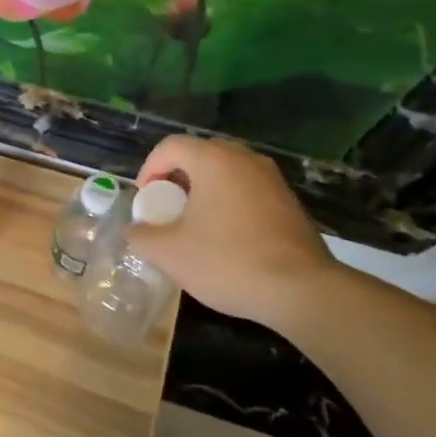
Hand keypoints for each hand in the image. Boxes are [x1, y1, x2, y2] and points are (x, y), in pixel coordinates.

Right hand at [124, 136, 340, 324]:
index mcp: (213, 160)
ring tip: (194, 225)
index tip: (146, 201)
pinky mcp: (289, 202)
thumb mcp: (169, 253)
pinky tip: (226, 238)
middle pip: (199, 155)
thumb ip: (141, 235)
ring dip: (204, 192)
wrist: (301, 290)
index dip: (149, 169)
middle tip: (167, 209)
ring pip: (226, 172)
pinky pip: (247, 190)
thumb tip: (134, 230)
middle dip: (176, 178)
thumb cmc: (227, 261)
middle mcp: (244, 159)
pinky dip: (229, 204)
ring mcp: (272, 179)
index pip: (170, 146)